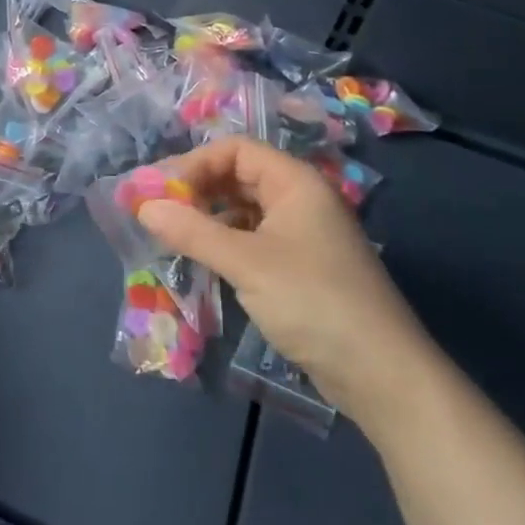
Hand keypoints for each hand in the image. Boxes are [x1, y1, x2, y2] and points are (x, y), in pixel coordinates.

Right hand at [138, 138, 440, 430]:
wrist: (381, 375)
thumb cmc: (313, 302)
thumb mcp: (246, 263)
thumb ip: (192, 231)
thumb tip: (143, 206)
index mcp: (295, 182)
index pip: (235, 150)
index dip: (195, 163)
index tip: (161, 192)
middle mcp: (299, 199)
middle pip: (238, 176)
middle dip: (197, 190)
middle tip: (158, 213)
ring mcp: (302, 235)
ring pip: (244, 211)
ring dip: (208, 219)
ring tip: (172, 238)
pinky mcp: (300, 267)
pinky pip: (253, 240)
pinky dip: (224, 244)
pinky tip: (202, 262)